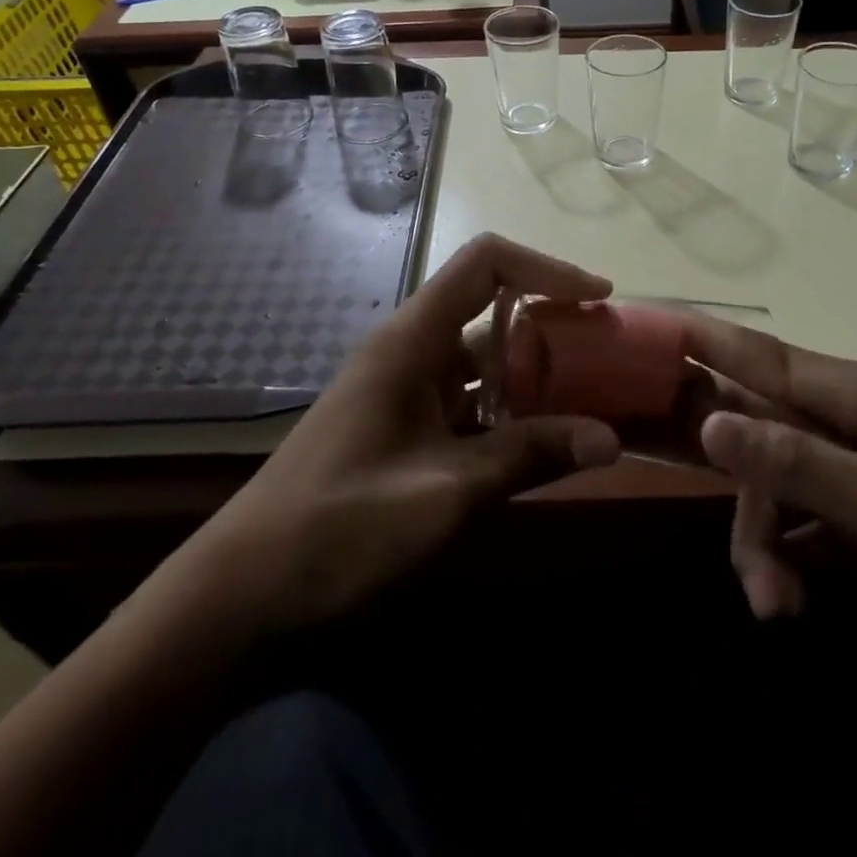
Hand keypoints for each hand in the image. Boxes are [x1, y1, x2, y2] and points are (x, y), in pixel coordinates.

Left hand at [166, 235, 622, 639]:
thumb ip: (528, 455)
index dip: (546, 269)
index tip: (597, 299)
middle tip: (606, 356)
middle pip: (490, 309)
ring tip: (590, 400)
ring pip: (482, 360)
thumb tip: (612, 439)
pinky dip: (507, 413)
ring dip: (533, 375)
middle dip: (550, 326)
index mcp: (412, 339)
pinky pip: (467, 402)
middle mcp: (409, 350)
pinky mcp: (402, 427)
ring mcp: (404, 390)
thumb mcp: (446, 491)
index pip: (485, 264)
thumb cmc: (341, 527)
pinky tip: (541, 445)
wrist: (244, 592)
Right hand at [682, 315, 856, 640]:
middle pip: (756, 433)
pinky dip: (789, 558)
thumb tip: (711, 421)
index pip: (760, 356)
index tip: (647, 326)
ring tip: (775, 606)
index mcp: (854, 394)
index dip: (702, 340)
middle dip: (736, 489)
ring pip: (774, 486)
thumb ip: (798, 462)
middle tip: (734, 560)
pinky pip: (802, 522)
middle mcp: (845, 421)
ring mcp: (854, 468)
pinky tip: (790, 600)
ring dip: (764, 542)